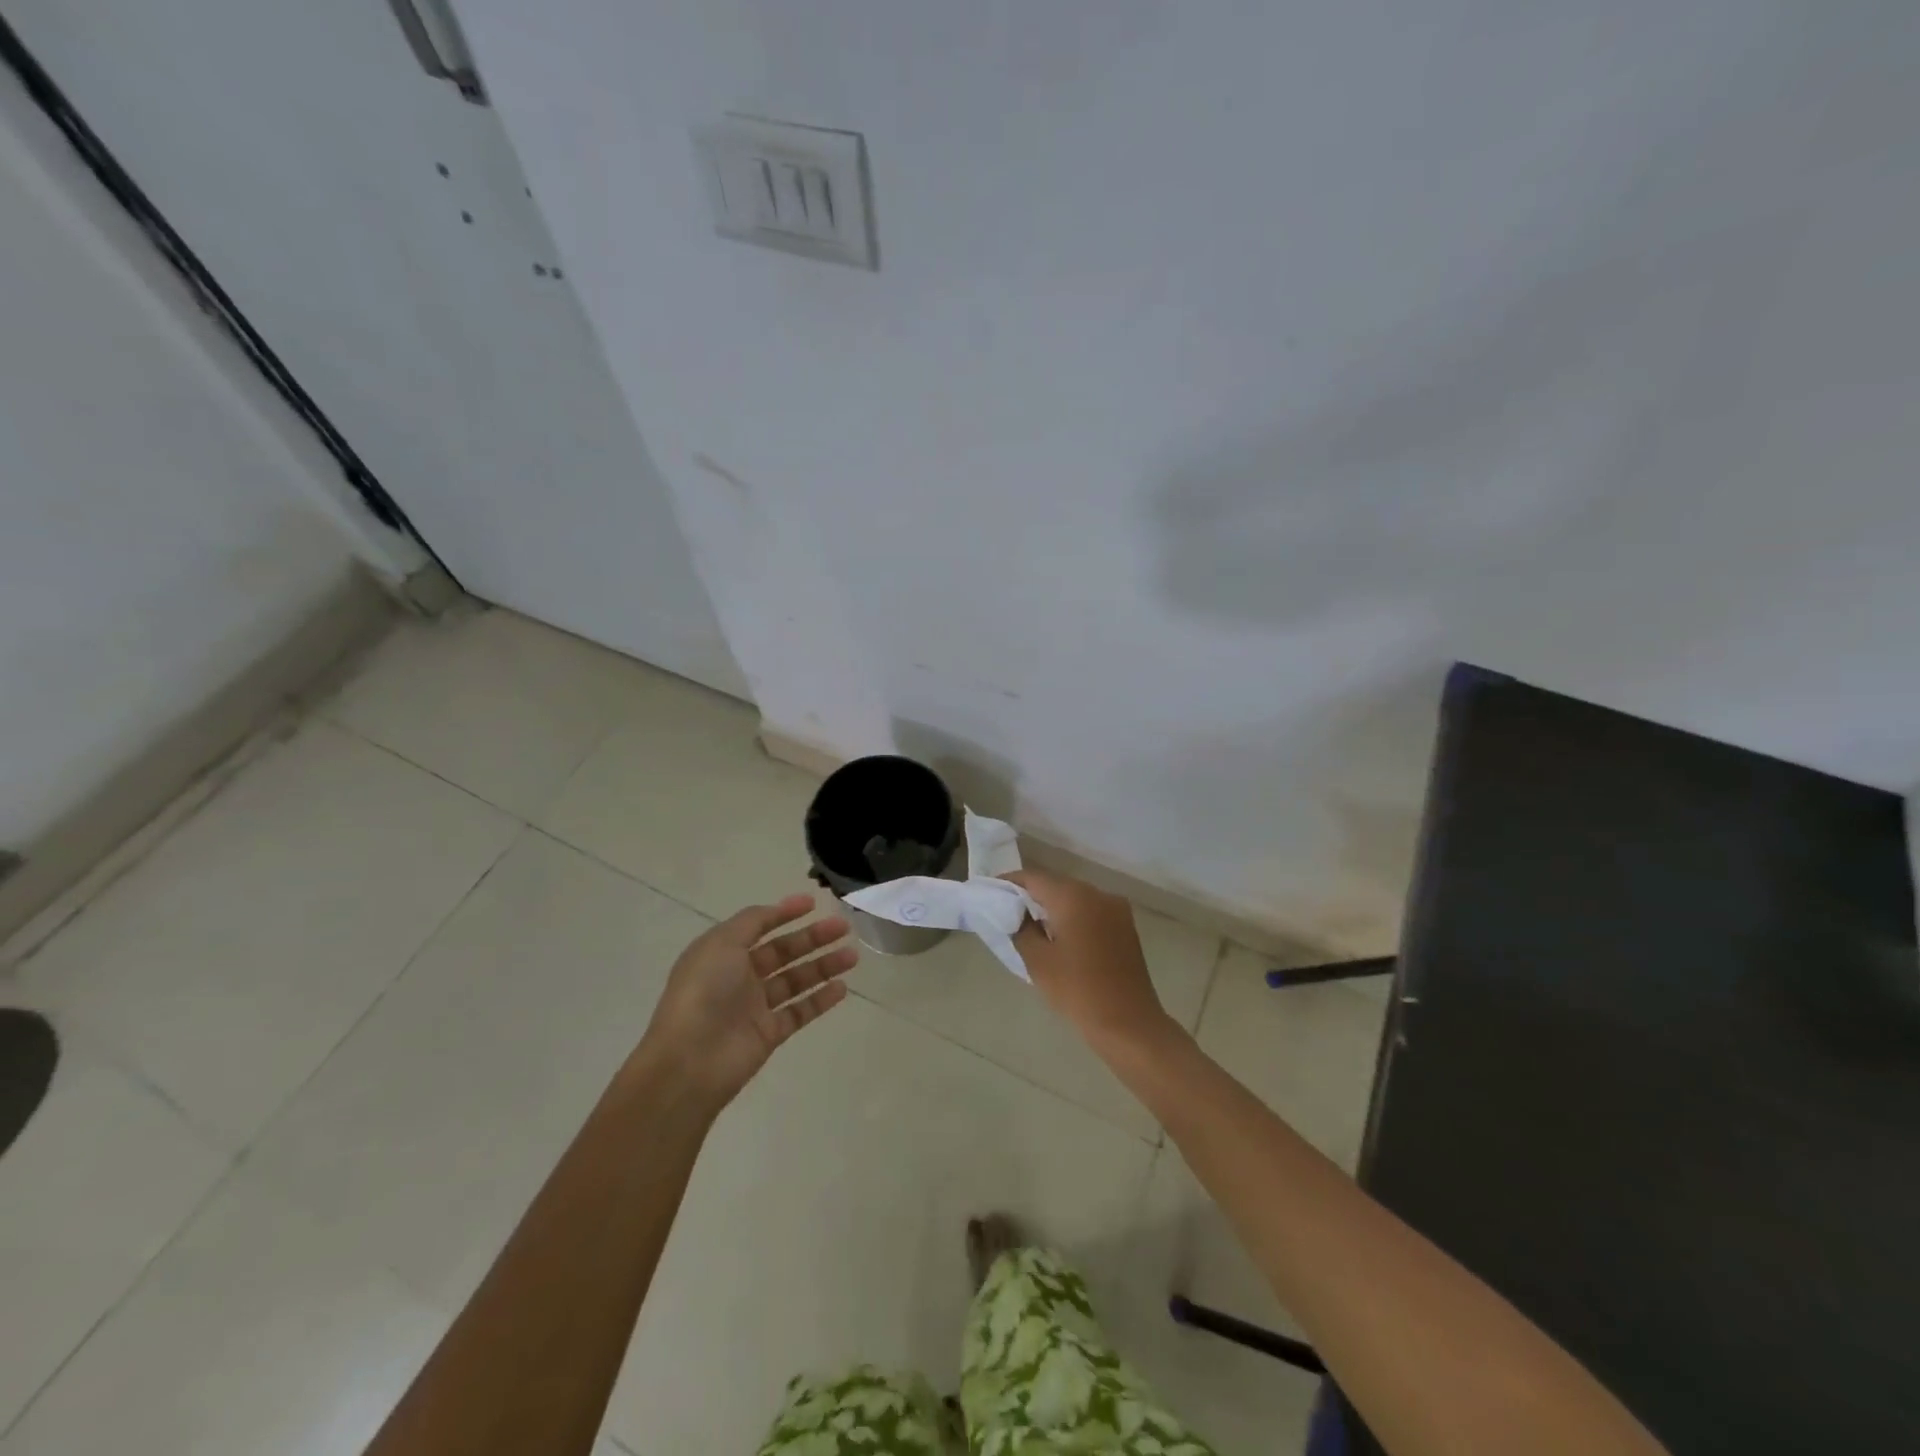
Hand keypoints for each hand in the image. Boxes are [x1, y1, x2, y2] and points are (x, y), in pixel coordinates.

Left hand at [637, 894, 857, 1109]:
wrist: (690, 1061)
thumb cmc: (704, 992)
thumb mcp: (722, 942)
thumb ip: (752, 921)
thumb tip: (777, 909)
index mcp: (723, 952)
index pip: (758, 927)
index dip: (784, 913)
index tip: (813, 903)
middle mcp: (739, 977)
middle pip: (783, 952)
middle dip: (813, 938)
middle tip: (844, 926)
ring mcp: (755, 1006)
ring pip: (796, 980)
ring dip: (824, 966)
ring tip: (852, 955)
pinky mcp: (769, 1034)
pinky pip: (800, 1012)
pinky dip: (820, 1000)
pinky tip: (842, 988)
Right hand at [1001, 870, 1177, 1055]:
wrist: (1129, 1023)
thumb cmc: (1077, 990)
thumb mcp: (1037, 960)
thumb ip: (1021, 929)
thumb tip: (1017, 914)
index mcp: (1073, 896)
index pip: (1033, 878)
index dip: (1009, 882)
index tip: (990, 892)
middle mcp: (1097, 893)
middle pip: (1055, 884)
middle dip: (1031, 895)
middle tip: (1007, 912)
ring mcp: (1115, 909)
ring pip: (1075, 898)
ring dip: (1052, 907)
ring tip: (1030, 926)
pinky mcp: (1125, 926)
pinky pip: (1091, 911)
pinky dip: (1072, 917)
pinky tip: (1060, 937)